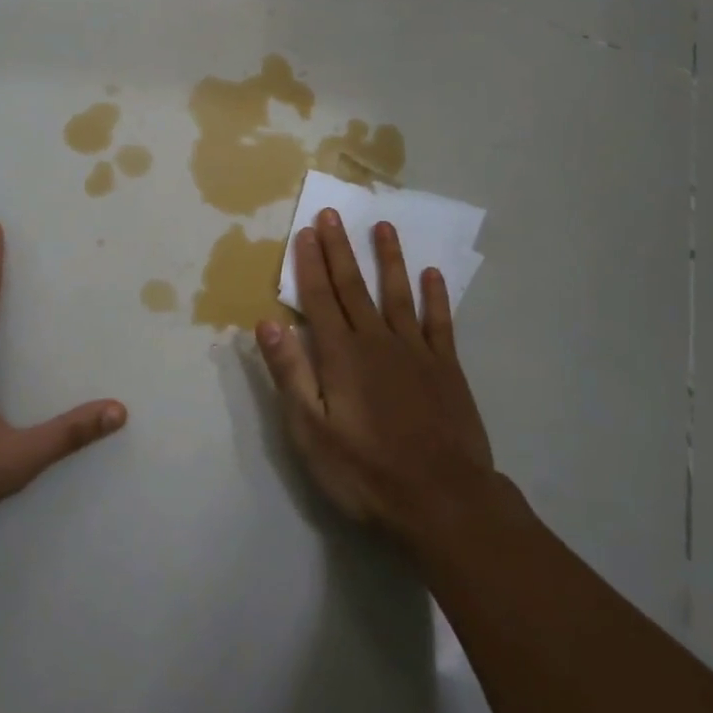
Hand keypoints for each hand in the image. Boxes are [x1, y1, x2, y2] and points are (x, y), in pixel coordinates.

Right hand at [255, 208, 496, 552]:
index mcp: (341, 355)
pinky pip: (439, 322)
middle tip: (332, 213)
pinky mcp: (446, 367)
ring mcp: (415, 350)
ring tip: (383, 226)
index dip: (310, 264)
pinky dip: (435, 296)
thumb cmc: (366, 472)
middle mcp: (376, 340)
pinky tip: (433, 275)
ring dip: (389, 258)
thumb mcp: (311, 431)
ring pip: (398, 293)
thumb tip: (266, 322)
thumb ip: (290, 373)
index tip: (305, 231)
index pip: (319, 298)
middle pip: (354, 286)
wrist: (442, 500)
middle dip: (340, 248)